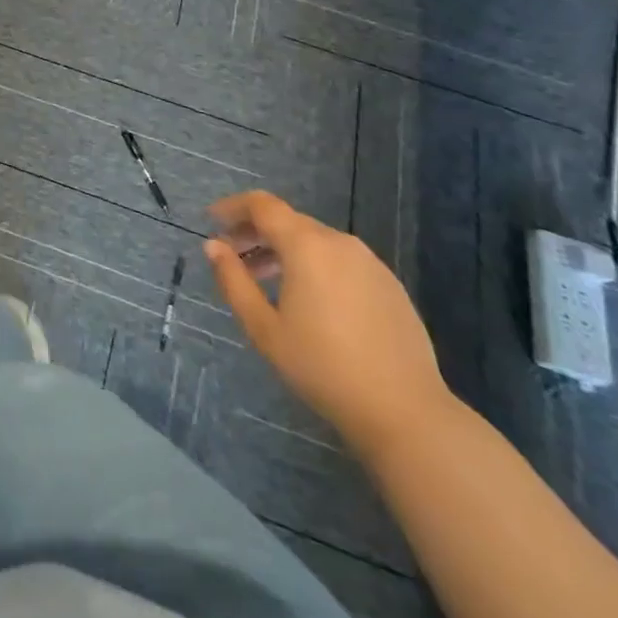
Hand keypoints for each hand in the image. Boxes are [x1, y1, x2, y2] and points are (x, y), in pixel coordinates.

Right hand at [203, 191, 452, 459]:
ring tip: (266, 280)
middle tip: (233, 256)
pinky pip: (340, 260)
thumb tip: (213, 246)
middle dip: (255, 232)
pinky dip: (314, 265)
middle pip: (288, 221)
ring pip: (315, 241)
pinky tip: (309, 301)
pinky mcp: (390, 285)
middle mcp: (339, 242)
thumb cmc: (323, 367)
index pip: (262, 205)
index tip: (212, 221)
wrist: (406, 413)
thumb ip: (233, 280)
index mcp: (306, 245)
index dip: (232, 207)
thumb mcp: (264, 328)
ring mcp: (370, 263)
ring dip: (284, 250)